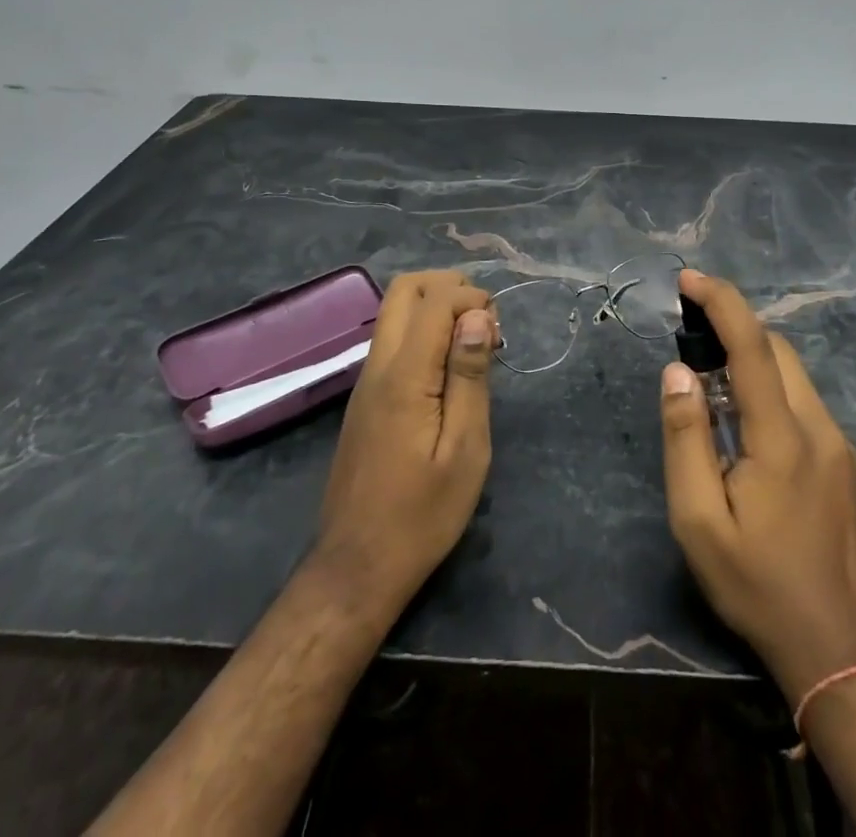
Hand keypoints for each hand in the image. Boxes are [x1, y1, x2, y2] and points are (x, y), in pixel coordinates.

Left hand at [314, 270, 497, 611]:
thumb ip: (469, 376)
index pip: (434, 299)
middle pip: (405, 290)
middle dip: (450, 288)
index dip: (472, 298)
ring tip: (473, 347)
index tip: (498, 333)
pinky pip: (393, 339)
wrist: (357, 567)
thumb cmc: (422, 514)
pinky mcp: (365, 398)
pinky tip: (450, 371)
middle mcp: (378, 366)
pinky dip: (424, 332)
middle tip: (484, 324)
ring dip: (436, 308)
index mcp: (404, 376)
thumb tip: (477, 315)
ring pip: (395, 311)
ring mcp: (366, 381)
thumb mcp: (464, 449)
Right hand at [660, 270, 855, 702]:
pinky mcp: (847, 463)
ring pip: (795, 375)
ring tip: (710, 386)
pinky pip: (804, 404)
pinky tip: (745, 428)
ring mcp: (841, 446)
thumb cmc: (758, 585)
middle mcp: (820, 428)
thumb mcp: (700, 521)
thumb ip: (686, 439)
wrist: (842, 651)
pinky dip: (770, 390)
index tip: (689, 279)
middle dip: (735, 328)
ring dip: (752, 361)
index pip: (753, 347)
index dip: (722, 303)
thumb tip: (678, 371)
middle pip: (779, 351)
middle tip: (690, 338)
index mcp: (783, 438)